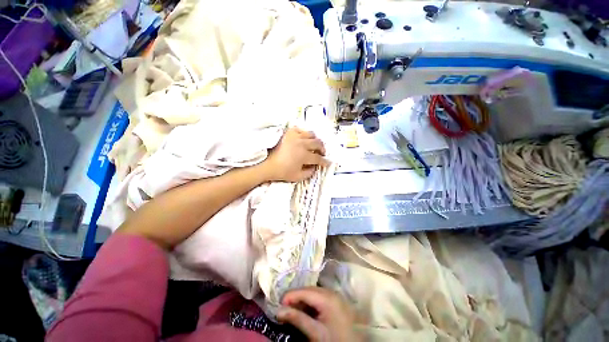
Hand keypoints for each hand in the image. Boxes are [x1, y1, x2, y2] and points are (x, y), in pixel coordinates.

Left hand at [263, 128, 328, 181]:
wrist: (267, 164)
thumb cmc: (282, 172)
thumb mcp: (298, 177)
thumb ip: (310, 172)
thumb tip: (315, 167)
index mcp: (304, 155)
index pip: (318, 158)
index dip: (324, 161)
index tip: (328, 163)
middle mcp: (302, 143)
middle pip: (318, 143)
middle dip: (322, 149)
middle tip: (322, 153)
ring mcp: (295, 136)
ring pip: (311, 134)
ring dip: (315, 140)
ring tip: (314, 145)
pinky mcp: (289, 132)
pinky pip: (301, 130)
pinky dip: (304, 134)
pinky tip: (303, 139)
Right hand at [277, 287, 358, 341]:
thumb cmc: (335, 340)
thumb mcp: (315, 332)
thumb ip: (297, 319)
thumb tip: (279, 311)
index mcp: (327, 298)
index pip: (305, 291)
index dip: (290, 296)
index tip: (278, 304)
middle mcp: (331, 292)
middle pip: (309, 290)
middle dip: (296, 297)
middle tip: (284, 308)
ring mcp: (334, 295)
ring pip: (314, 292)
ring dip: (302, 299)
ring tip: (293, 310)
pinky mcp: (336, 301)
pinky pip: (320, 297)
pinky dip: (311, 302)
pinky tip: (305, 310)